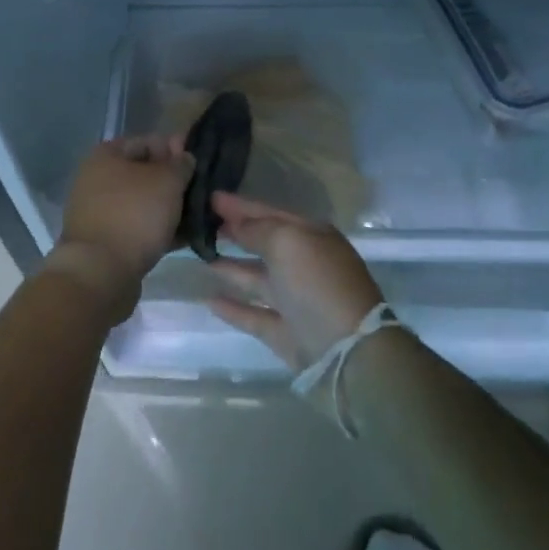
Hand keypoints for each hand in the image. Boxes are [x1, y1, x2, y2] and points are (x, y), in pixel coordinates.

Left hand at [52, 135, 192, 318]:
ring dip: (169, 208)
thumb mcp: (167, 181)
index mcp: (106, 156)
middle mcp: (97, 180)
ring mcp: (100, 212)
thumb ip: (181, 164)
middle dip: (174, 183)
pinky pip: (138, 228)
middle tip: (202, 192)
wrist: (100, 274)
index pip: (148, 142)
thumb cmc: (134, 215)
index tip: (199, 163)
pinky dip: (159, 230)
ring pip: (143, 203)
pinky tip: (185, 237)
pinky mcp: (106, 242)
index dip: (175, 149)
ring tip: (199, 216)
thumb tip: (185, 158)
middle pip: (145, 174)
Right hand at [205, 192, 384, 371]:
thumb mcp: (287, 242)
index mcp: (312, 236)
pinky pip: (254, 314)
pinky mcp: (286, 334)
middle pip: (264, 243)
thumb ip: (257, 230)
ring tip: (200, 257)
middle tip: (202, 224)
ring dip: (231, 268)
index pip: (270, 213)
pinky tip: (208, 299)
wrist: (347, 352)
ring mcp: (296, 301)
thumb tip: (237, 225)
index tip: (210, 197)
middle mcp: (305, 265)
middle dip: (236, 232)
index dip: (241, 206)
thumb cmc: (317, 283)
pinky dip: (233, 307)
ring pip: (257, 279)